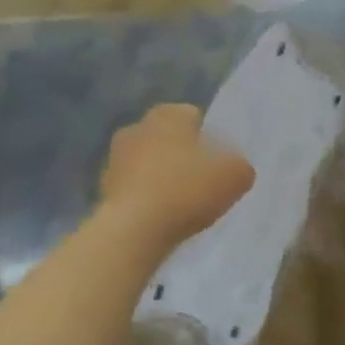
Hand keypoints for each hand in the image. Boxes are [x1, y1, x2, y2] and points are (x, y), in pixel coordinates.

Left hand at [101, 104, 253, 247]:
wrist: (134, 230)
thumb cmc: (186, 190)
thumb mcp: (236, 175)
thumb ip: (240, 165)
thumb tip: (234, 168)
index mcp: (167, 114)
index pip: (195, 117)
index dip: (211, 140)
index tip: (220, 164)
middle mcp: (137, 127)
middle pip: (171, 140)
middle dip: (185, 156)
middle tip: (205, 183)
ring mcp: (115, 157)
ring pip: (150, 163)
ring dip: (164, 177)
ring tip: (184, 205)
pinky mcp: (104, 187)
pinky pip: (136, 188)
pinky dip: (148, 198)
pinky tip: (162, 218)